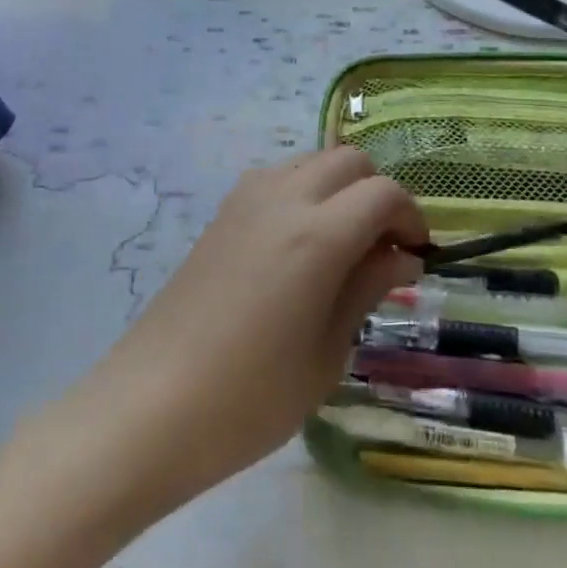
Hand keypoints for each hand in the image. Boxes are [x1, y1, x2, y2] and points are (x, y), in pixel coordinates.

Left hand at [84, 147, 425, 501]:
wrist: (149, 407)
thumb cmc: (250, 398)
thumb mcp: (327, 353)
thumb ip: (367, 288)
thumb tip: (402, 256)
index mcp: (318, 234)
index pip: (384, 193)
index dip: (411, 217)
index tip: (417, 256)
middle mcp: (284, 198)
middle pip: (349, 160)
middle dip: (378, 193)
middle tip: (383, 248)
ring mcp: (246, 200)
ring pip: (312, 160)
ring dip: (340, 187)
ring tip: (342, 244)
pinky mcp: (221, 213)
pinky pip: (278, 177)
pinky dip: (304, 191)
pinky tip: (298, 245)